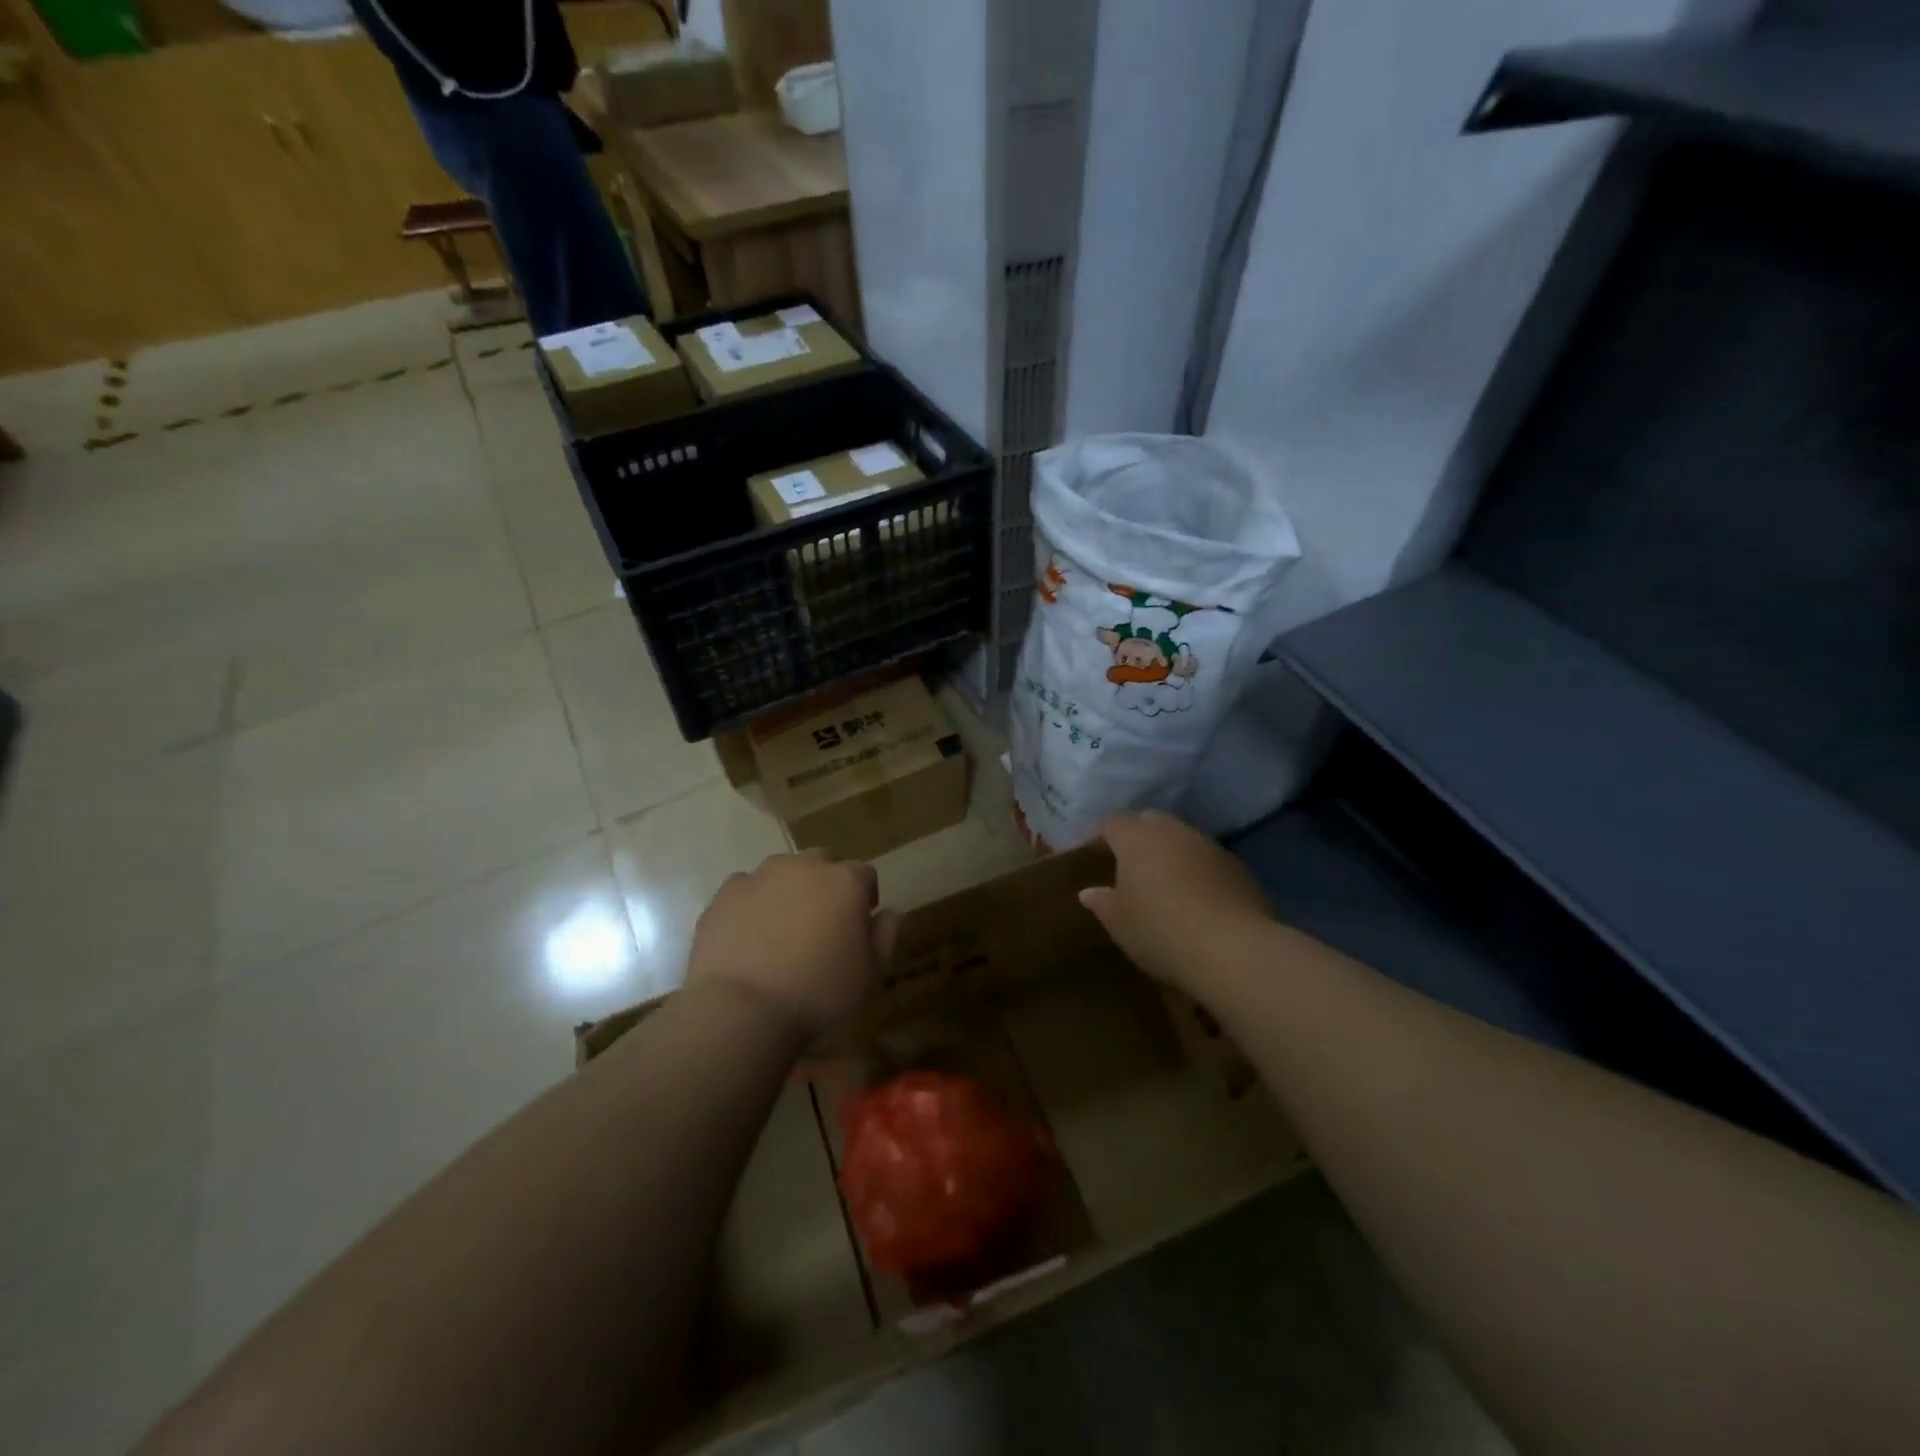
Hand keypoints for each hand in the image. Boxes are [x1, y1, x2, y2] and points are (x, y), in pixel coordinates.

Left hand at [688, 850, 897, 1036]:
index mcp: (845, 882)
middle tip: (822, 923)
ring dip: (789, 890)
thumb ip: (886, 935)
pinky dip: (753, 904)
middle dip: (826, 884)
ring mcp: (761, 875)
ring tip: (782, 929)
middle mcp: (805, 867)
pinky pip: (747, 889)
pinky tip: (750, 936)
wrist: (742, 1007)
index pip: (864, 874)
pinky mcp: (726, 893)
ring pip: (783, 871)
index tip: (859, 924)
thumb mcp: (870, 974)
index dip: (864, 896)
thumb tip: (889, 912)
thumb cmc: (818, 992)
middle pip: (823, 863)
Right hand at [1079, 811, 1275, 993]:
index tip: (1095, 855)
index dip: (1102, 836)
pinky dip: (1197, 870)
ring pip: (1182, 838)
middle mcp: (1173, 831)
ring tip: (1163, 882)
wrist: (1232, 948)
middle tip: (1128, 864)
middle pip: (1150, 821)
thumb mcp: (1119, 923)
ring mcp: (1209, 846)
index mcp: (1137, 838)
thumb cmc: (1160, 930)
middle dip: (1137, 836)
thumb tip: (1089, 892)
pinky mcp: (1237, 867)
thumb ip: (1102, 903)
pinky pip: (1207, 860)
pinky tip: (1196, 899)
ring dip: (1170, 852)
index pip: (1113, 823)